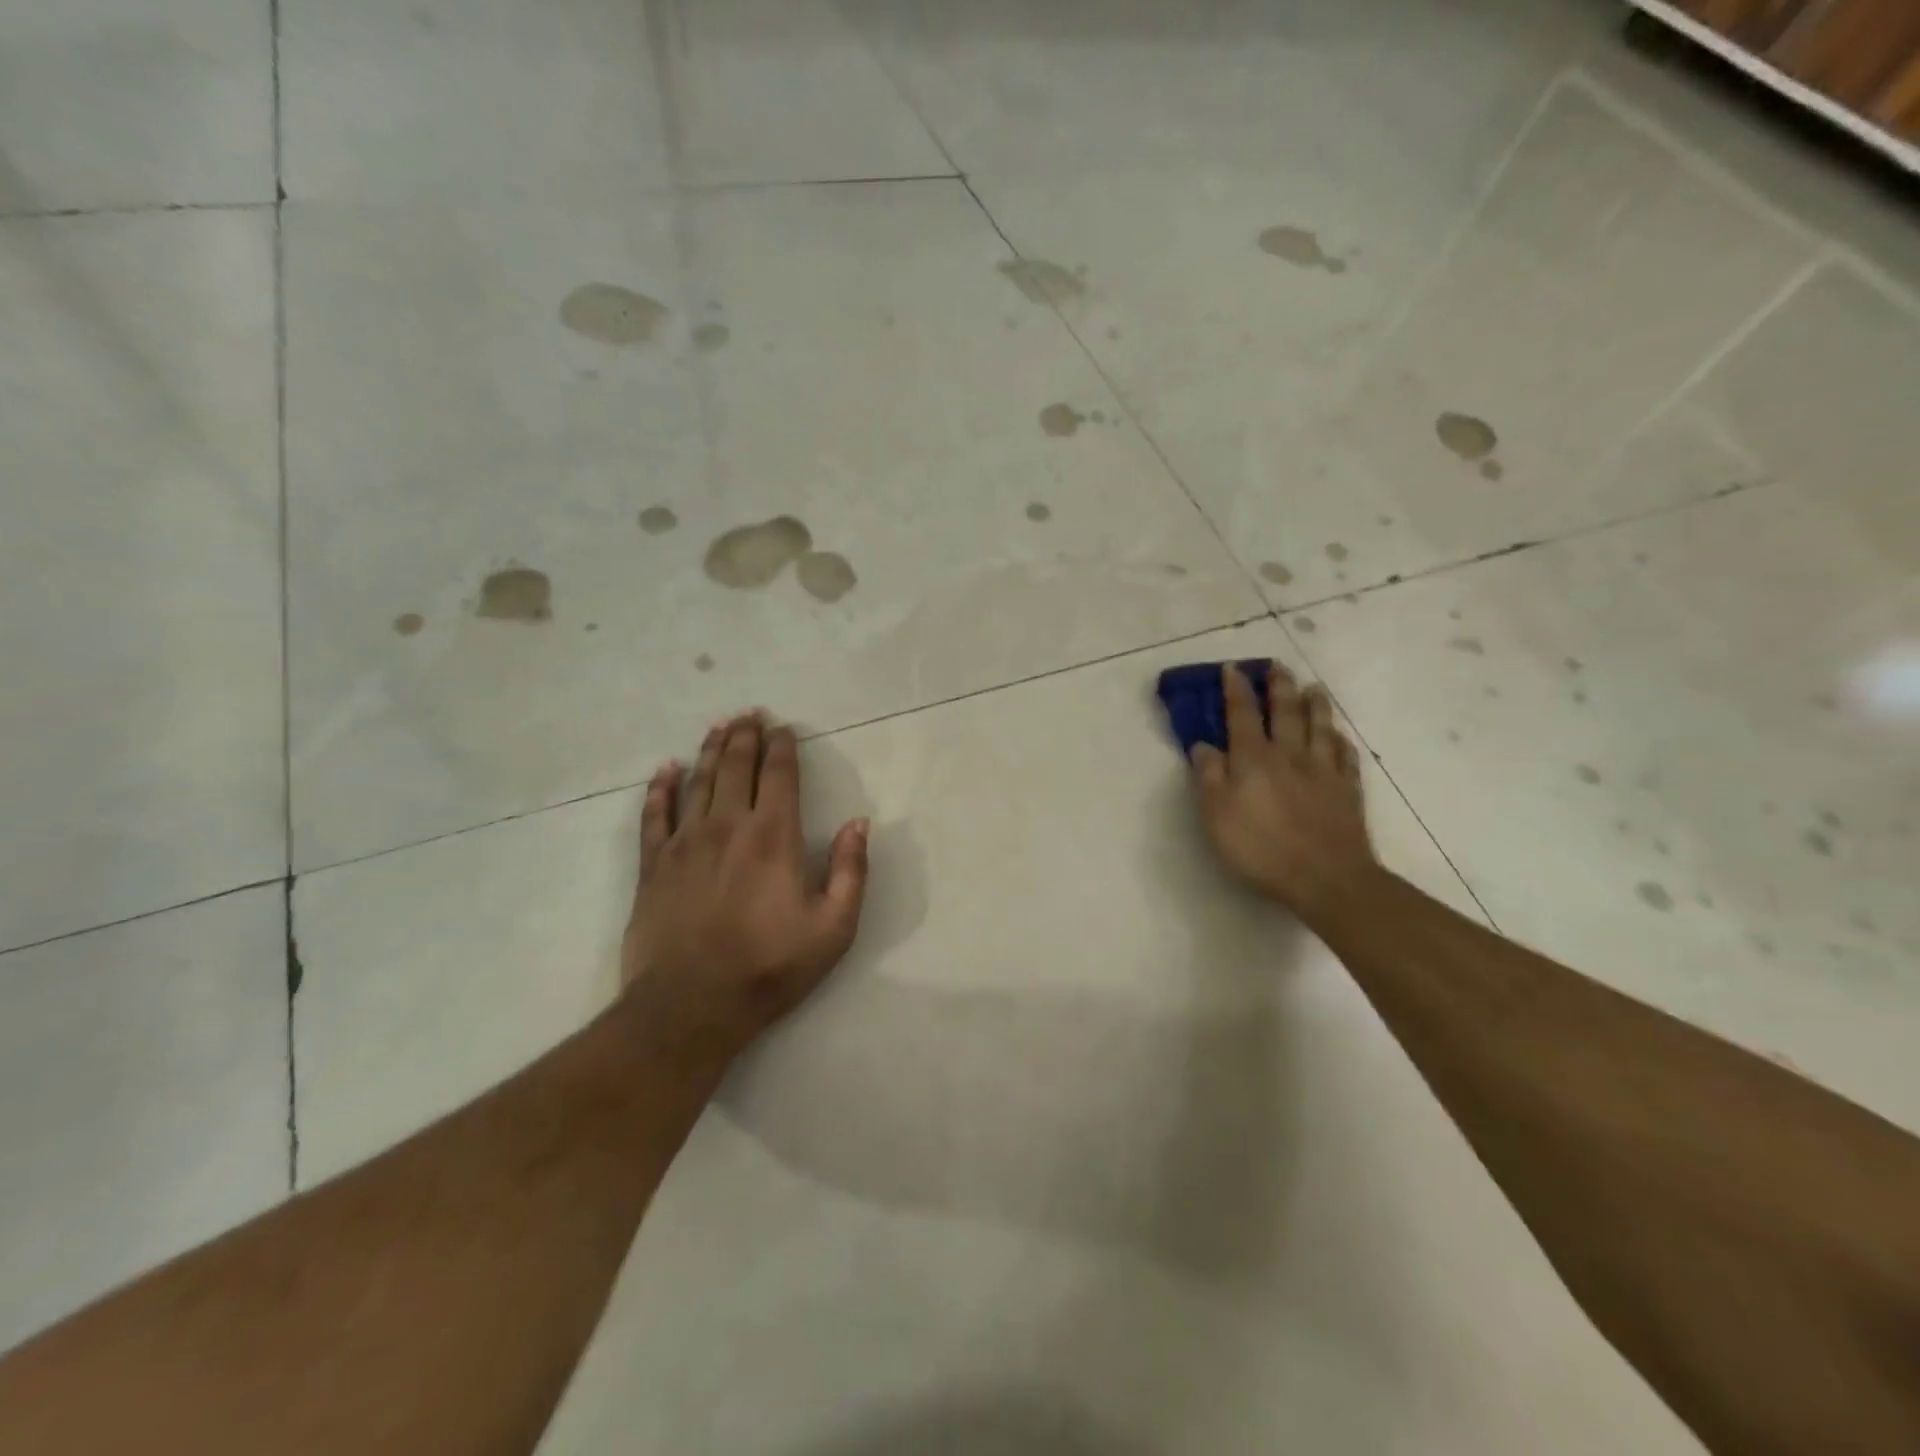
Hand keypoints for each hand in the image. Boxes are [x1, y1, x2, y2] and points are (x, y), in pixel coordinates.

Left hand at [620, 711, 869, 1069]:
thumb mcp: (833, 928)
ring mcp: (684, 842)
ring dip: (711, 750)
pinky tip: (665, 770)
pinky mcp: (652, 864)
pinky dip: (660, 788)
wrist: (691, 1006)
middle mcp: (727, 825)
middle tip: (750, 714)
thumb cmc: (769, 967)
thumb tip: (859, 823)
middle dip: (746, 736)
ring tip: (719, 726)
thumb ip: (851, 871)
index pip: (779, 774)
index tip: (784, 728)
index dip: (782, 746)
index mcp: (773, 835)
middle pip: (736, 766)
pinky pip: (654, 814)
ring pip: (698, 780)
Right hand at [1186, 662, 1379, 919]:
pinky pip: (1345, 756)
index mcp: (1253, 758)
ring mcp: (1323, 771)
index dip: (1235, 690)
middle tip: (1277, 666)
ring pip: (1319, 727)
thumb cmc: (1260, 848)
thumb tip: (1203, 745)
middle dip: (1279, 687)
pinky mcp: (1347, 790)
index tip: (1232, 668)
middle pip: (1285, 712)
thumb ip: (1209, 776)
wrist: (1325, 877)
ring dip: (1315, 705)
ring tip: (1314, 688)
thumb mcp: (1216, 815)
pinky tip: (1339, 736)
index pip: (1242, 715)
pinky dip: (1341, 741)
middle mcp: (1289, 755)